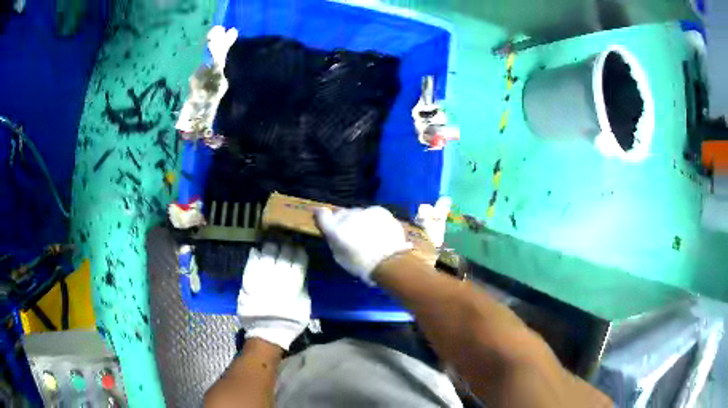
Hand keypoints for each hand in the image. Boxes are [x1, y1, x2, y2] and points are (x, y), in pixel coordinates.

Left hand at [237, 242, 309, 350]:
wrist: (266, 334)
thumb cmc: (290, 322)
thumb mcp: (305, 305)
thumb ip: (303, 286)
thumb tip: (301, 271)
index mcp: (294, 282)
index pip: (298, 258)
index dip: (299, 250)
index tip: (298, 248)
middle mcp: (278, 276)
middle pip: (283, 252)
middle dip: (285, 246)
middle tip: (285, 244)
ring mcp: (261, 277)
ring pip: (267, 253)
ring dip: (270, 247)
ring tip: (271, 247)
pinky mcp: (248, 280)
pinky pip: (251, 261)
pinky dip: (255, 254)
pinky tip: (257, 252)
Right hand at [314, 206, 412, 284]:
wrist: (390, 261)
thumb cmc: (362, 265)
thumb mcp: (340, 257)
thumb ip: (333, 241)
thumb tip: (332, 233)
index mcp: (335, 230)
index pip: (322, 214)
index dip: (321, 215)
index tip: (323, 217)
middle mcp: (347, 217)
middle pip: (341, 214)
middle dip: (342, 220)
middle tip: (349, 232)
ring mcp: (364, 211)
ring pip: (357, 212)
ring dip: (358, 220)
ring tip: (366, 232)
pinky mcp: (379, 210)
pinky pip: (371, 212)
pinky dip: (372, 219)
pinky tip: (378, 230)